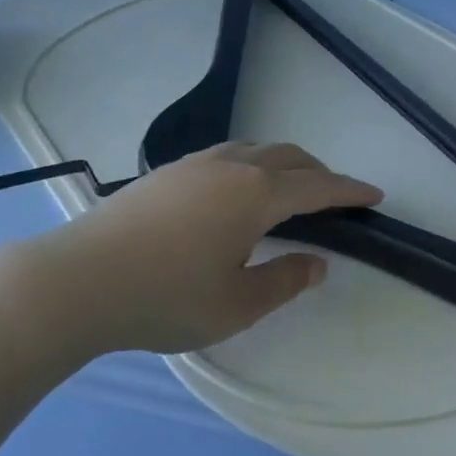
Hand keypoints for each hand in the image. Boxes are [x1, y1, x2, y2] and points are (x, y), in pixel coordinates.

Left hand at [33, 142, 381, 354]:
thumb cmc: (165, 298)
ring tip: (289, 188)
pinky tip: (238, 191)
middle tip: (334, 195)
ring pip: (255, 149)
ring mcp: (196, 164)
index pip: (317, 186)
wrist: (80, 279)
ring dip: (284, 163)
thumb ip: (284, 281)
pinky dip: (252, 164)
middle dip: (318, 171)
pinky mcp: (168, 171)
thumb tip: (318, 261)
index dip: (349, 190)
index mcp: (256, 195)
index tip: (374, 194)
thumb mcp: (235, 306)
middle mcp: (231, 166)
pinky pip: (227, 154)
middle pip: (289, 156)